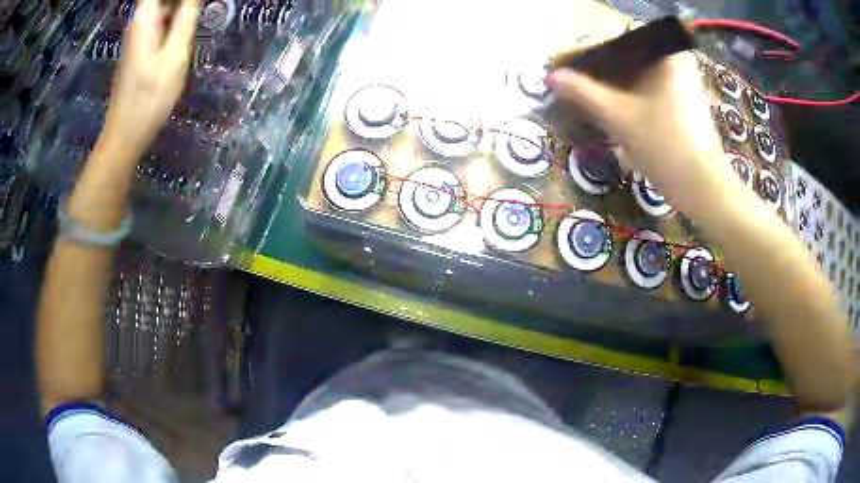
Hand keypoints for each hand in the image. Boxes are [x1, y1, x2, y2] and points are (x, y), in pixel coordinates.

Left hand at [102, 0, 199, 156]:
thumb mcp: (175, 55)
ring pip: (162, 7)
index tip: (196, 2)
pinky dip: (175, 18)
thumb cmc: (149, 97)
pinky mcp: (140, 48)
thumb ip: (186, 18)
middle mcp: (138, 22)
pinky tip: (187, 26)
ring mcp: (138, 36)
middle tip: (201, 8)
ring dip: (180, 8)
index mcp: (144, 19)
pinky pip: (160, 21)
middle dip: (182, 1)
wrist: (126, 134)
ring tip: (198, 14)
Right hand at [546, 52, 723, 190]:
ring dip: (616, 87)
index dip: (591, 55)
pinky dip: (633, 99)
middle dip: (603, 73)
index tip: (570, 69)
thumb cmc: (665, 145)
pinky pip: (651, 92)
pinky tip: (615, 111)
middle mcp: (678, 62)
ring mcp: (685, 84)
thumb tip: (553, 77)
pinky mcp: (686, 103)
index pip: (619, 42)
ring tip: (591, 99)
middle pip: (630, 60)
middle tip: (578, 86)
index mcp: (666, 54)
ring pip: (640, 78)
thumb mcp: (620, 117)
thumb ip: (585, 93)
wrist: (703, 187)